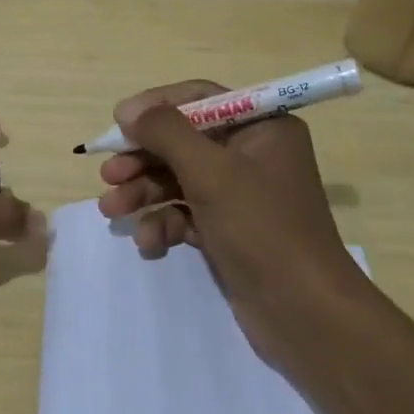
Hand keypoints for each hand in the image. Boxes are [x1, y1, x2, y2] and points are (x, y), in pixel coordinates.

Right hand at [97, 80, 365, 350]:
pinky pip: (186, 213)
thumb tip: (128, 109)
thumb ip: (166, 133)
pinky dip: (164, 223)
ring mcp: (241, 195)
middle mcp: (253, 154)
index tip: (118, 123)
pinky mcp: (229, 230)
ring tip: (111, 209)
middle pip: (183, 141)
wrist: (306, 315)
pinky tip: (148, 242)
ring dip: (144, 192)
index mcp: (262, 127)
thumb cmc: (262, 229)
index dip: (156, 107)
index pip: (200, 99)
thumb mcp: (211, 172)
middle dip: (143, 158)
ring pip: (179, 179)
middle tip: (108, 175)